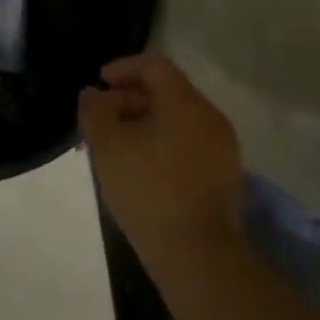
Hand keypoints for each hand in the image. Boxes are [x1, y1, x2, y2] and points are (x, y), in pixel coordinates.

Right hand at [80, 53, 244, 251]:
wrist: (197, 254)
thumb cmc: (147, 189)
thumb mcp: (106, 145)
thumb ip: (95, 110)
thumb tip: (96, 95)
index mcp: (185, 103)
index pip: (154, 65)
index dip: (123, 67)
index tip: (100, 83)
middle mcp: (210, 117)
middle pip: (168, 91)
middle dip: (131, 97)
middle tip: (103, 117)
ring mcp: (223, 148)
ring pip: (179, 118)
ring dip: (146, 121)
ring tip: (118, 144)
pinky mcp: (224, 174)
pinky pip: (189, 142)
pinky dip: (163, 141)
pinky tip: (142, 166)